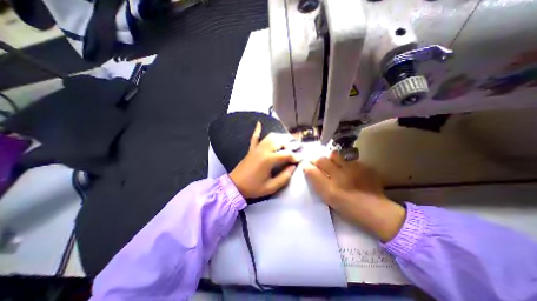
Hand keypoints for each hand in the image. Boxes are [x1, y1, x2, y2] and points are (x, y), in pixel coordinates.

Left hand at [229, 124, 299, 200]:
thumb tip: (293, 167)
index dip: (296, 156)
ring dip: (280, 137)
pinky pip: (255, 138)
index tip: (302, 158)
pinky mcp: (251, 150)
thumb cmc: (253, 188)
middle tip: (298, 146)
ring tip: (287, 140)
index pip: (286, 154)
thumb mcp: (271, 187)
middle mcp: (264, 150)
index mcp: (269, 159)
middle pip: (280, 142)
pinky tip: (259, 123)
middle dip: (291, 143)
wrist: (234, 186)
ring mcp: (257, 148)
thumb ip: (284, 177)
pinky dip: (257, 130)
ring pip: (270, 137)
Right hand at [304, 151, 404, 241]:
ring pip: (334, 155)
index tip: (306, 165)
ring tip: (332, 163)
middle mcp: (340, 177)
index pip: (311, 171)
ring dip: (330, 158)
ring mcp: (353, 170)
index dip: (307, 166)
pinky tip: (347, 169)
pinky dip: (344, 162)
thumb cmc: (349, 208)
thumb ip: (318, 184)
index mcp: (330, 190)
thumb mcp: (329, 199)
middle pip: (321, 160)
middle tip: (316, 162)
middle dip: (315, 159)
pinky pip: (347, 159)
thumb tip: (309, 170)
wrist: (377, 211)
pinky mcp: (363, 167)